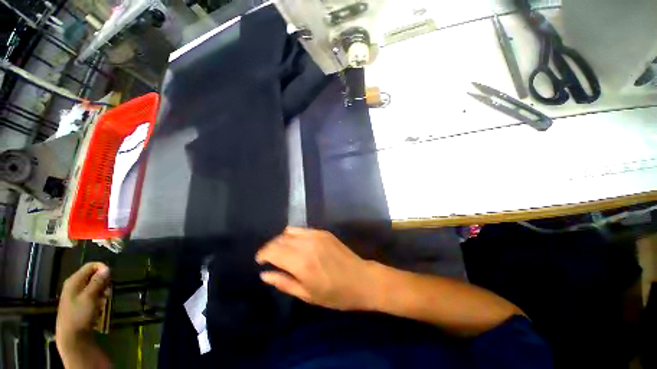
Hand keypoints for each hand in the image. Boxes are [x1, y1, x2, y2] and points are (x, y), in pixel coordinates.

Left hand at [56, 262, 109, 348]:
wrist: (71, 337)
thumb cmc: (79, 315)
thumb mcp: (90, 297)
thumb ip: (97, 281)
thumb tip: (106, 268)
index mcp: (74, 280)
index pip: (90, 266)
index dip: (102, 269)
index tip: (111, 278)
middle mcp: (73, 284)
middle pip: (92, 275)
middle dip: (103, 281)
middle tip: (108, 291)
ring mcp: (75, 294)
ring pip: (93, 285)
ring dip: (101, 290)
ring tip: (104, 299)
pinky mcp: (78, 303)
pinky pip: (91, 294)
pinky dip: (97, 297)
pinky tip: (100, 305)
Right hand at [256, 227, 374, 310]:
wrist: (361, 279)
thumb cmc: (335, 293)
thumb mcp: (307, 295)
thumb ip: (283, 282)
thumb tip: (264, 274)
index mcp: (301, 262)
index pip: (273, 250)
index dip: (263, 254)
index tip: (260, 261)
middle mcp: (306, 244)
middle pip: (279, 239)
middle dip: (270, 247)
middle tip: (270, 258)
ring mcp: (316, 235)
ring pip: (290, 231)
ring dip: (282, 240)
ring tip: (283, 252)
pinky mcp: (323, 232)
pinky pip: (302, 230)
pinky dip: (294, 236)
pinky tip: (298, 246)